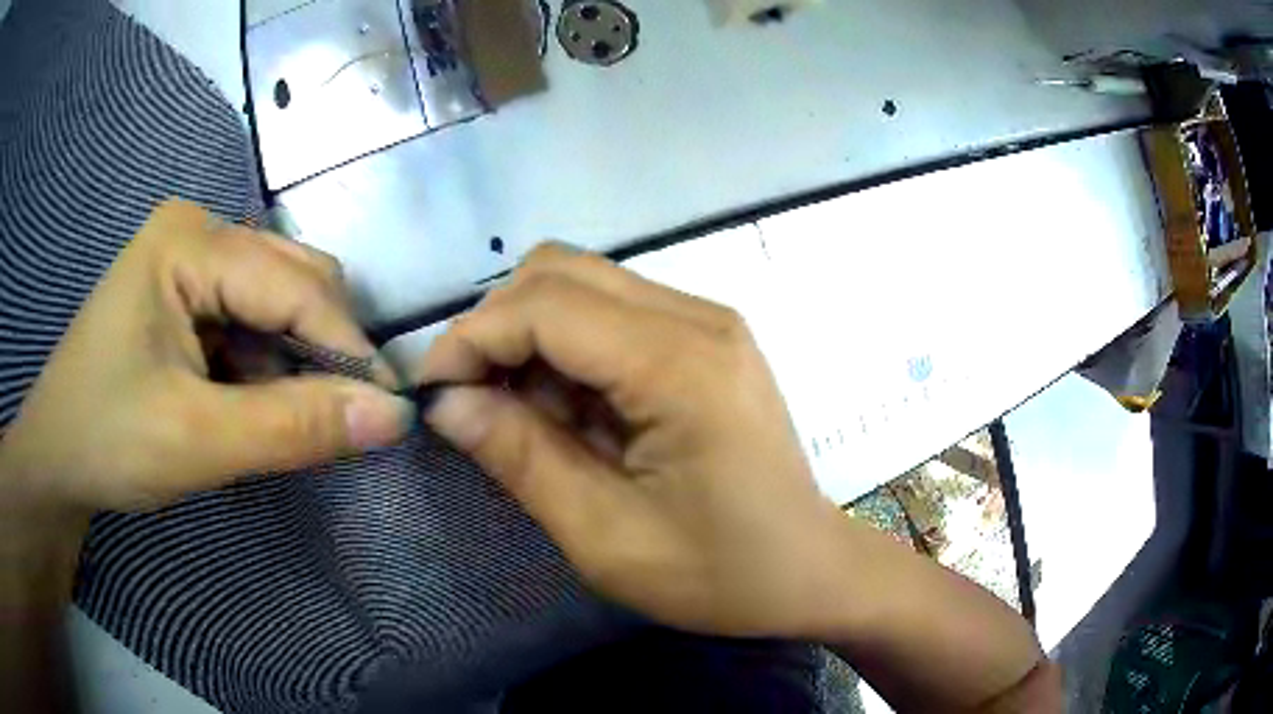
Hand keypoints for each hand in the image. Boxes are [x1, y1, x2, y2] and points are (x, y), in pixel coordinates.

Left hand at [0, 200, 413, 514]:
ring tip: (276, 417)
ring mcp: (189, 259)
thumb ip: (294, 429)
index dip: (346, 348)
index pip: (293, 283)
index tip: (389, 413)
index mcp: (189, 240)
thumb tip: (393, 416)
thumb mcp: (197, 443)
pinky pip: (249, 318)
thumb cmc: (107, 441)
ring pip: (276, 299)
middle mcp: (197, 231)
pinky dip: (265, 363)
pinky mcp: (184, 292)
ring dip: (292, 359)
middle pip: (292, 276)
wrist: (54, 457)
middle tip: (332, 420)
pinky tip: (244, 400)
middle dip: (320, 349)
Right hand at [417, 246, 1053, 711]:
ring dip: (530, 337)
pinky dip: (567, 349)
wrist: (811, 571)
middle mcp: (697, 318)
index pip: (544, 306)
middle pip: (561, 273)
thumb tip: (445, 402)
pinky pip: (612, 314)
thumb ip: (520, 457)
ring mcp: (707, 321)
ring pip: (583, 284)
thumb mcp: (605, 536)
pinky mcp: (705, 339)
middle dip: (496, 328)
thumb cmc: (719, 574)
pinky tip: (567, 410)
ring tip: (521, 416)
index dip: (471, 339)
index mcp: (679, 365)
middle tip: (472, 403)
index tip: (432, 394)